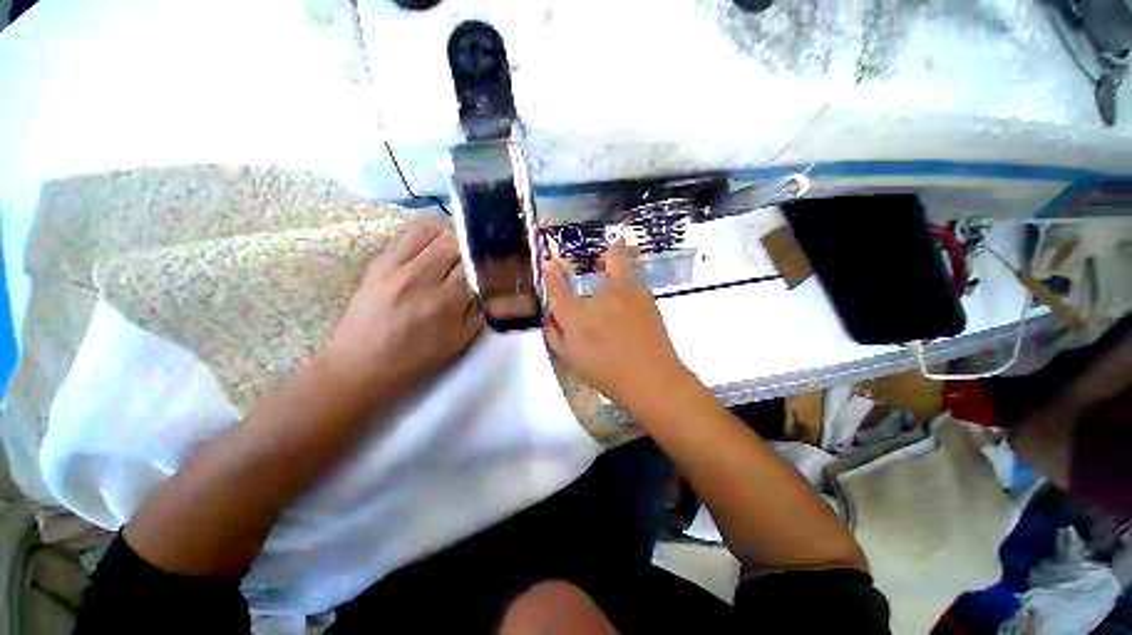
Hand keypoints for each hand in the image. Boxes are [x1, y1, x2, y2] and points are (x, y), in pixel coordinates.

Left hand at [323, 220, 482, 394]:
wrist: (360, 364)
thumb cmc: (415, 358)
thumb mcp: (459, 341)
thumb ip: (480, 311)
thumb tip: (490, 285)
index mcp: (444, 303)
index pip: (474, 267)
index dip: (487, 264)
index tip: (494, 266)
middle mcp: (420, 278)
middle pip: (455, 243)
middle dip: (470, 249)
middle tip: (474, 260)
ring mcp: (396, 266)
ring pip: (433, 230)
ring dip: (450, 237)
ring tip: (453, 252)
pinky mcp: (379, 261)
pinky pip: (408, 232)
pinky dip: (427, 234)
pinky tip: (431, 248)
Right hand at [543, 241, 693, 411]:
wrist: (651, 379)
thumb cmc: (606, 373)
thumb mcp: (569, 359)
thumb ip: (554, 333)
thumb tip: (550, 315)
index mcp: (576, 316)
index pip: (557, 286)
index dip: (551, 272)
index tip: (549, 263)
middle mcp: (600, 297)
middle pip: (584, 263)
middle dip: (587, 258)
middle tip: (590, 264)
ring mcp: (626, 292)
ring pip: (617, 256)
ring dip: (611, 254)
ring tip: (611, 258)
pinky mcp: (645, 295)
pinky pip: (633, 272)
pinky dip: (626, 271)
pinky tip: (625, 287)